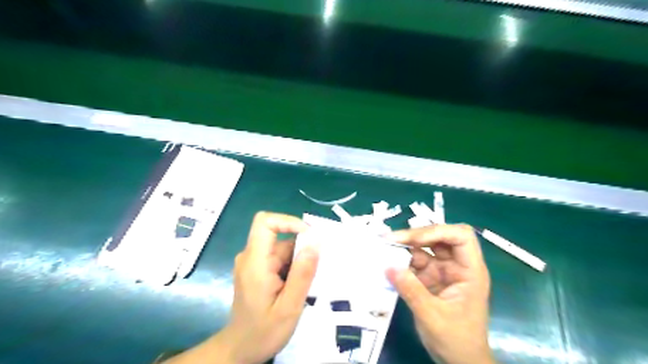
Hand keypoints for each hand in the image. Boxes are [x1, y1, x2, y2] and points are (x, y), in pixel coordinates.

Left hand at [165, 211, 319, 363]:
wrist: (241, 349)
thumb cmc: (263, 332)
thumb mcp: (289, 307)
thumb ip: (302, 274)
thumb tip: (315, 242)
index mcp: (255, 262)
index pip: (265, 222)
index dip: (288, 221)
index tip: (310, 237)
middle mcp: (251, 256)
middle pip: (279, 236)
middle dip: (301, 248)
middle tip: (317, 269)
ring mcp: (254, 262)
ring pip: (283, 247)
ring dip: (299, 260)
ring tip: (308, 283)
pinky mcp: (258, 268)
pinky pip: (280, 257)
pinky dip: (293, 266)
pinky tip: (298, 285)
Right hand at [384, 224, 496, 362]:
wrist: (459, 362)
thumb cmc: (456, 340)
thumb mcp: (432, 316)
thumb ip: (411, 290)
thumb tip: (388, 266)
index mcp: (469, 271)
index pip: (460, 236)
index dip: (437, 231)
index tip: (414, 239)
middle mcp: (457, 266)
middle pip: (439, 237)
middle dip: (415, 235)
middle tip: (391, 239)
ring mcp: (443, 271)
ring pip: (424, 248)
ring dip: (405, 247)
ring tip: (384, 247)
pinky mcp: (431, 278)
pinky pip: (415, 263)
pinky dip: (401, 261)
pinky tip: (387, 261)